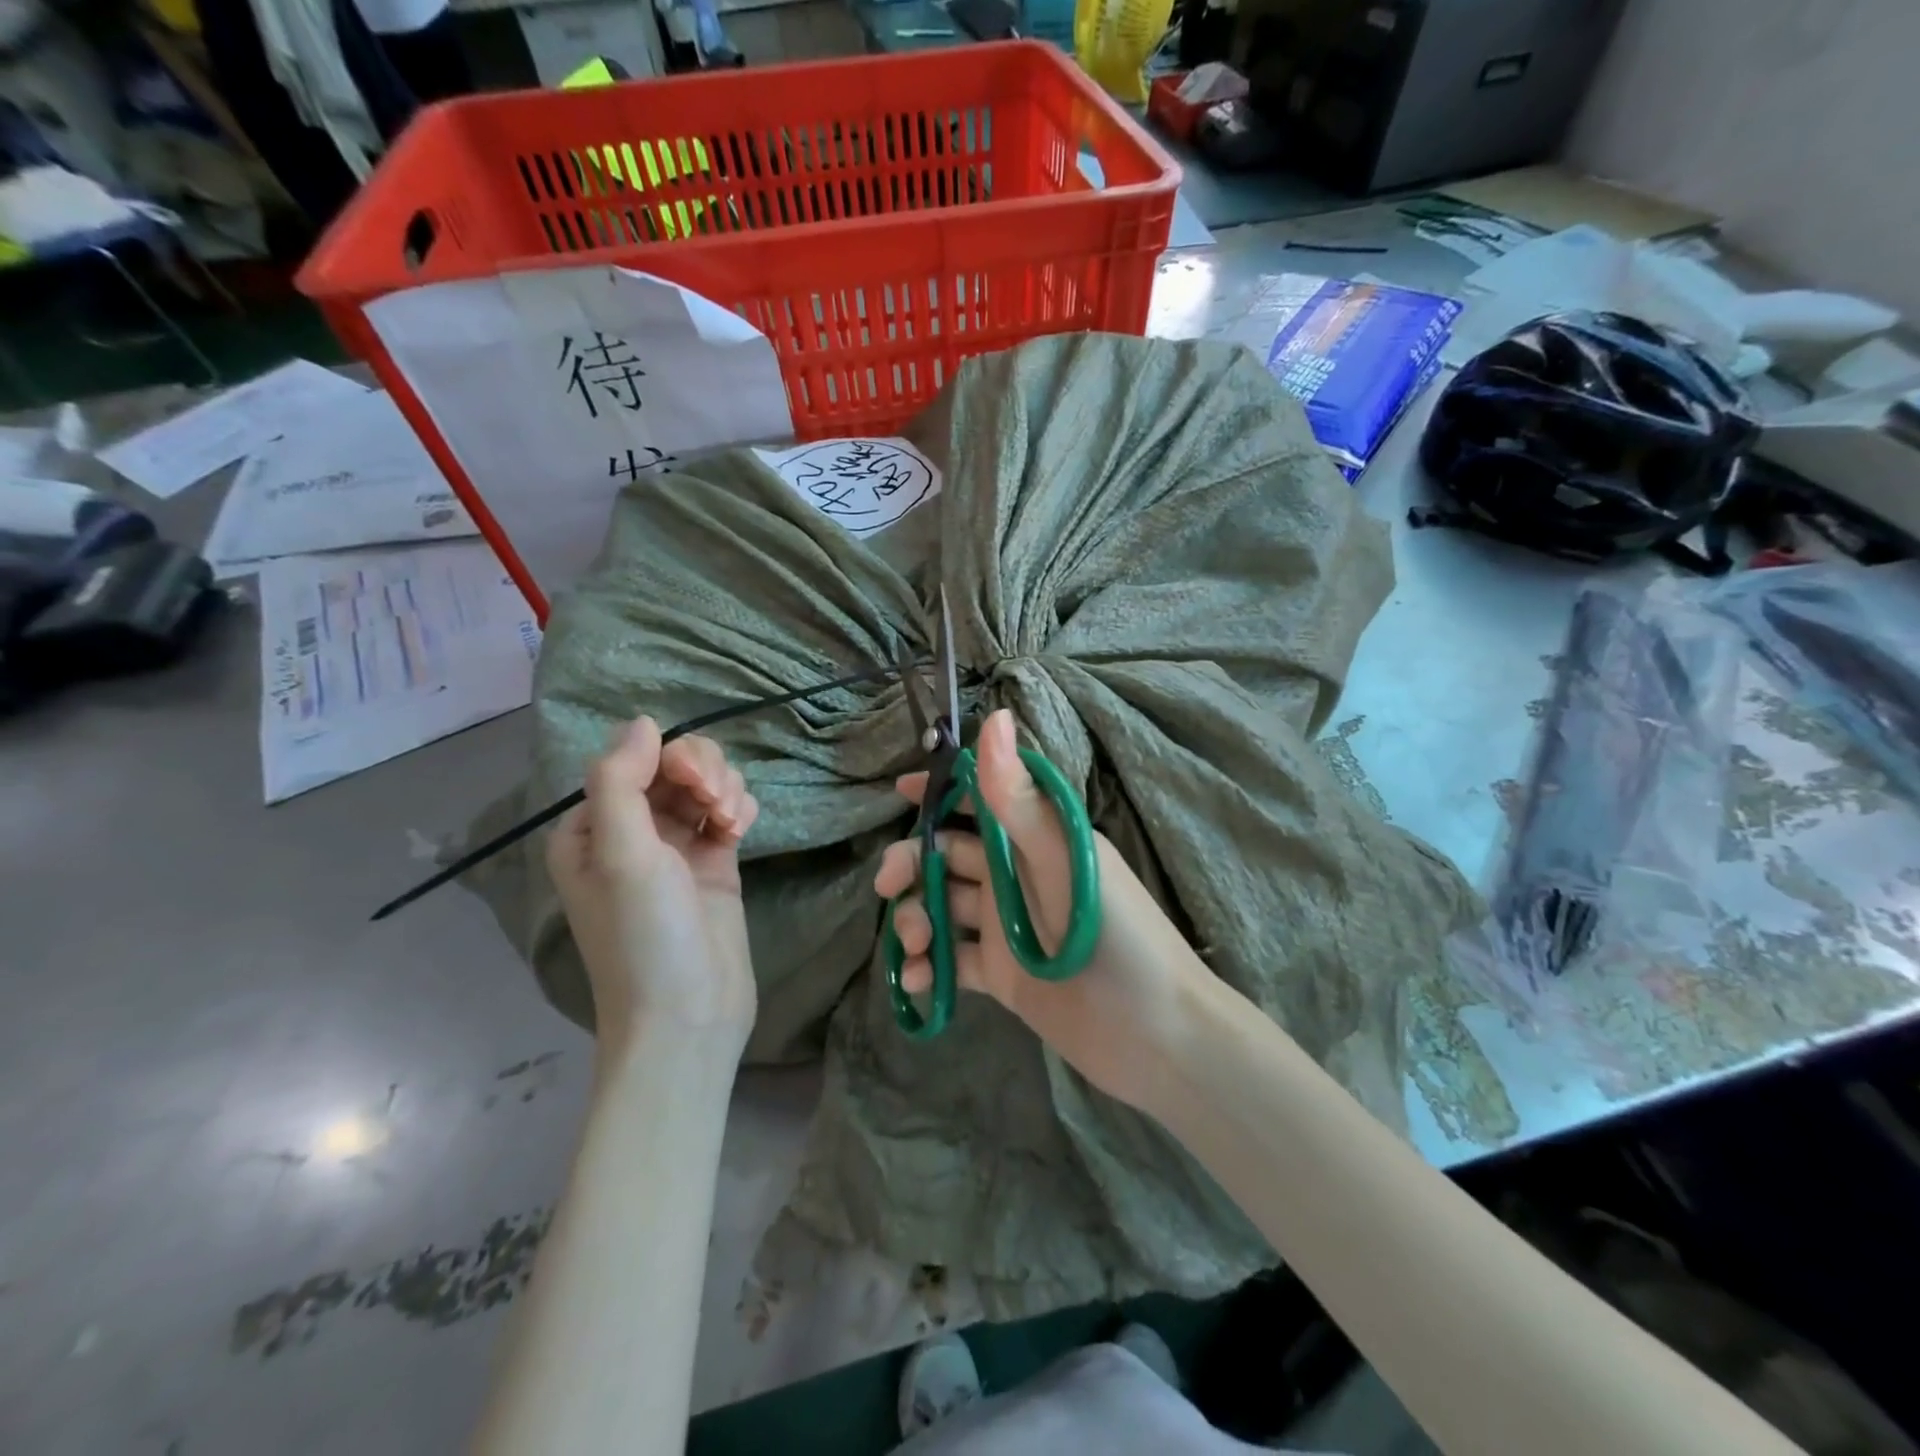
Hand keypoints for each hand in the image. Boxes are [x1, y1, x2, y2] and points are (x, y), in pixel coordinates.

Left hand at [547, 718, 760, 1057]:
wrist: (690, 1017)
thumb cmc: (645, 938)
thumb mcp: (622, 856)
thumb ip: (621, 781)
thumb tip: (641, 720)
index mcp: (592, 827)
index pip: (635, 759)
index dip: (671, 759)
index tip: (698, 787)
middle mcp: (632, 831)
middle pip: (675, 766)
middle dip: (704, 773)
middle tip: (718, 806)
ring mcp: (676, 848)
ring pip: (707, 784)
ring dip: (726, 790)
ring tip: (733, 824)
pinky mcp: (715, 863)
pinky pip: (729, 811)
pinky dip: (740, 809)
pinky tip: (742, 831)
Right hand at [873, 710, 1210, 1106]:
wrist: (1157, 1038)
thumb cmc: (1116, 937)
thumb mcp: (1064, 862)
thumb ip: (1019, 799)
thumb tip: (992, 717)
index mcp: (1037, 839)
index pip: (981, 799)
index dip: (940, 790)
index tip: (898, 791)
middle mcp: (1018, 875)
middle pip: (949, 855)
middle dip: (912, 863)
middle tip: (887, 884)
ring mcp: (1008, 926)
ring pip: (944, 907)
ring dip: (917, 918)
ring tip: (916, 945)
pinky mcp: (1003, 975)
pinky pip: (954, 961)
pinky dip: (930, 967)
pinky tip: (919, 981)